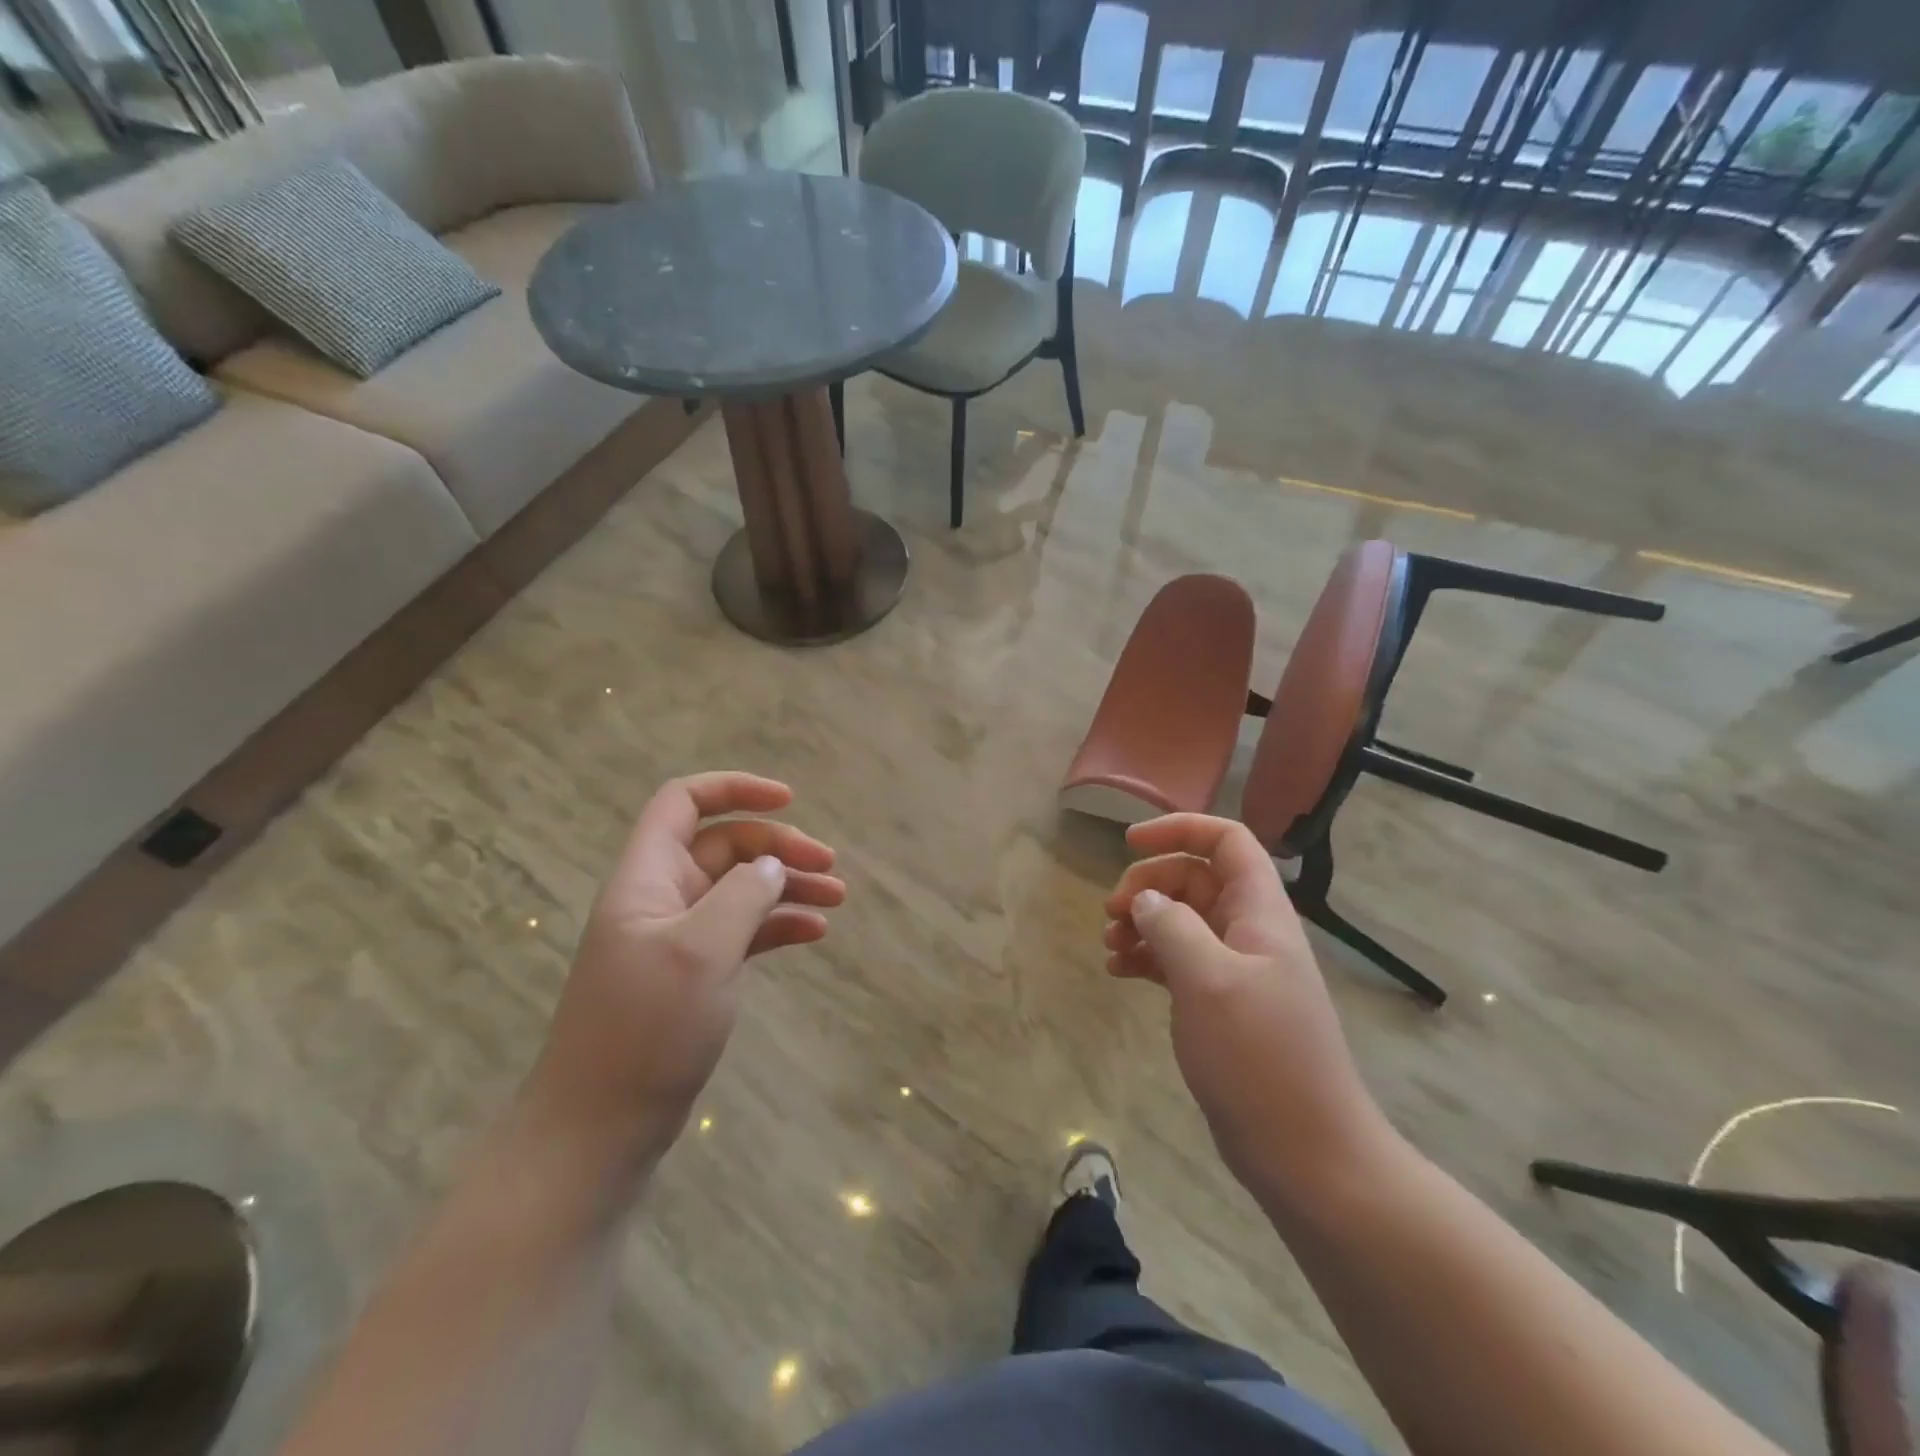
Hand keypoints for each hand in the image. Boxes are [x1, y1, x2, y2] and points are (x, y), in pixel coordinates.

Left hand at [528, 772, 845, 1160]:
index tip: (789, 800)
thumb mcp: (701, 951)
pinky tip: (814, 933)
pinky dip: (777, 925)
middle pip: (725, 845)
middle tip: (829, 868)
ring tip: (838, 898)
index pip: (683, 802)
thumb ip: (743, 896)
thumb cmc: (646, 1029)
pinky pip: (743, 931)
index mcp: (648, 877)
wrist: (600, 1128)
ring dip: (787, 886)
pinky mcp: (694, 974)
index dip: (734, 789)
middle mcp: (662, 898)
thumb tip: (772, 866)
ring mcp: (679, 938)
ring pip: (740, 889)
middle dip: (779, 847)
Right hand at [1104, 815, 1390, 1194]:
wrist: (1307, 1153)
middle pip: (1195, 879)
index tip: (1129, 843)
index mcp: (1259, 912)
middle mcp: (1249, 931)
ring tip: (1109, 948)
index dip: (1179, 829)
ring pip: (1182, 921)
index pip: (1226, 841)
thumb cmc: (1260, 1057)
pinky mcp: (1221, 1005)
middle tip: (1111, 913)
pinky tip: (1120, 973)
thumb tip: (1144, 899)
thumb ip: (1172, 927)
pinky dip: (1148, 958)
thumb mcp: (1209, 981)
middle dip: (1149, 885)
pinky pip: (1178, 961)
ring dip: (1143, 923)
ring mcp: (1236, 970)